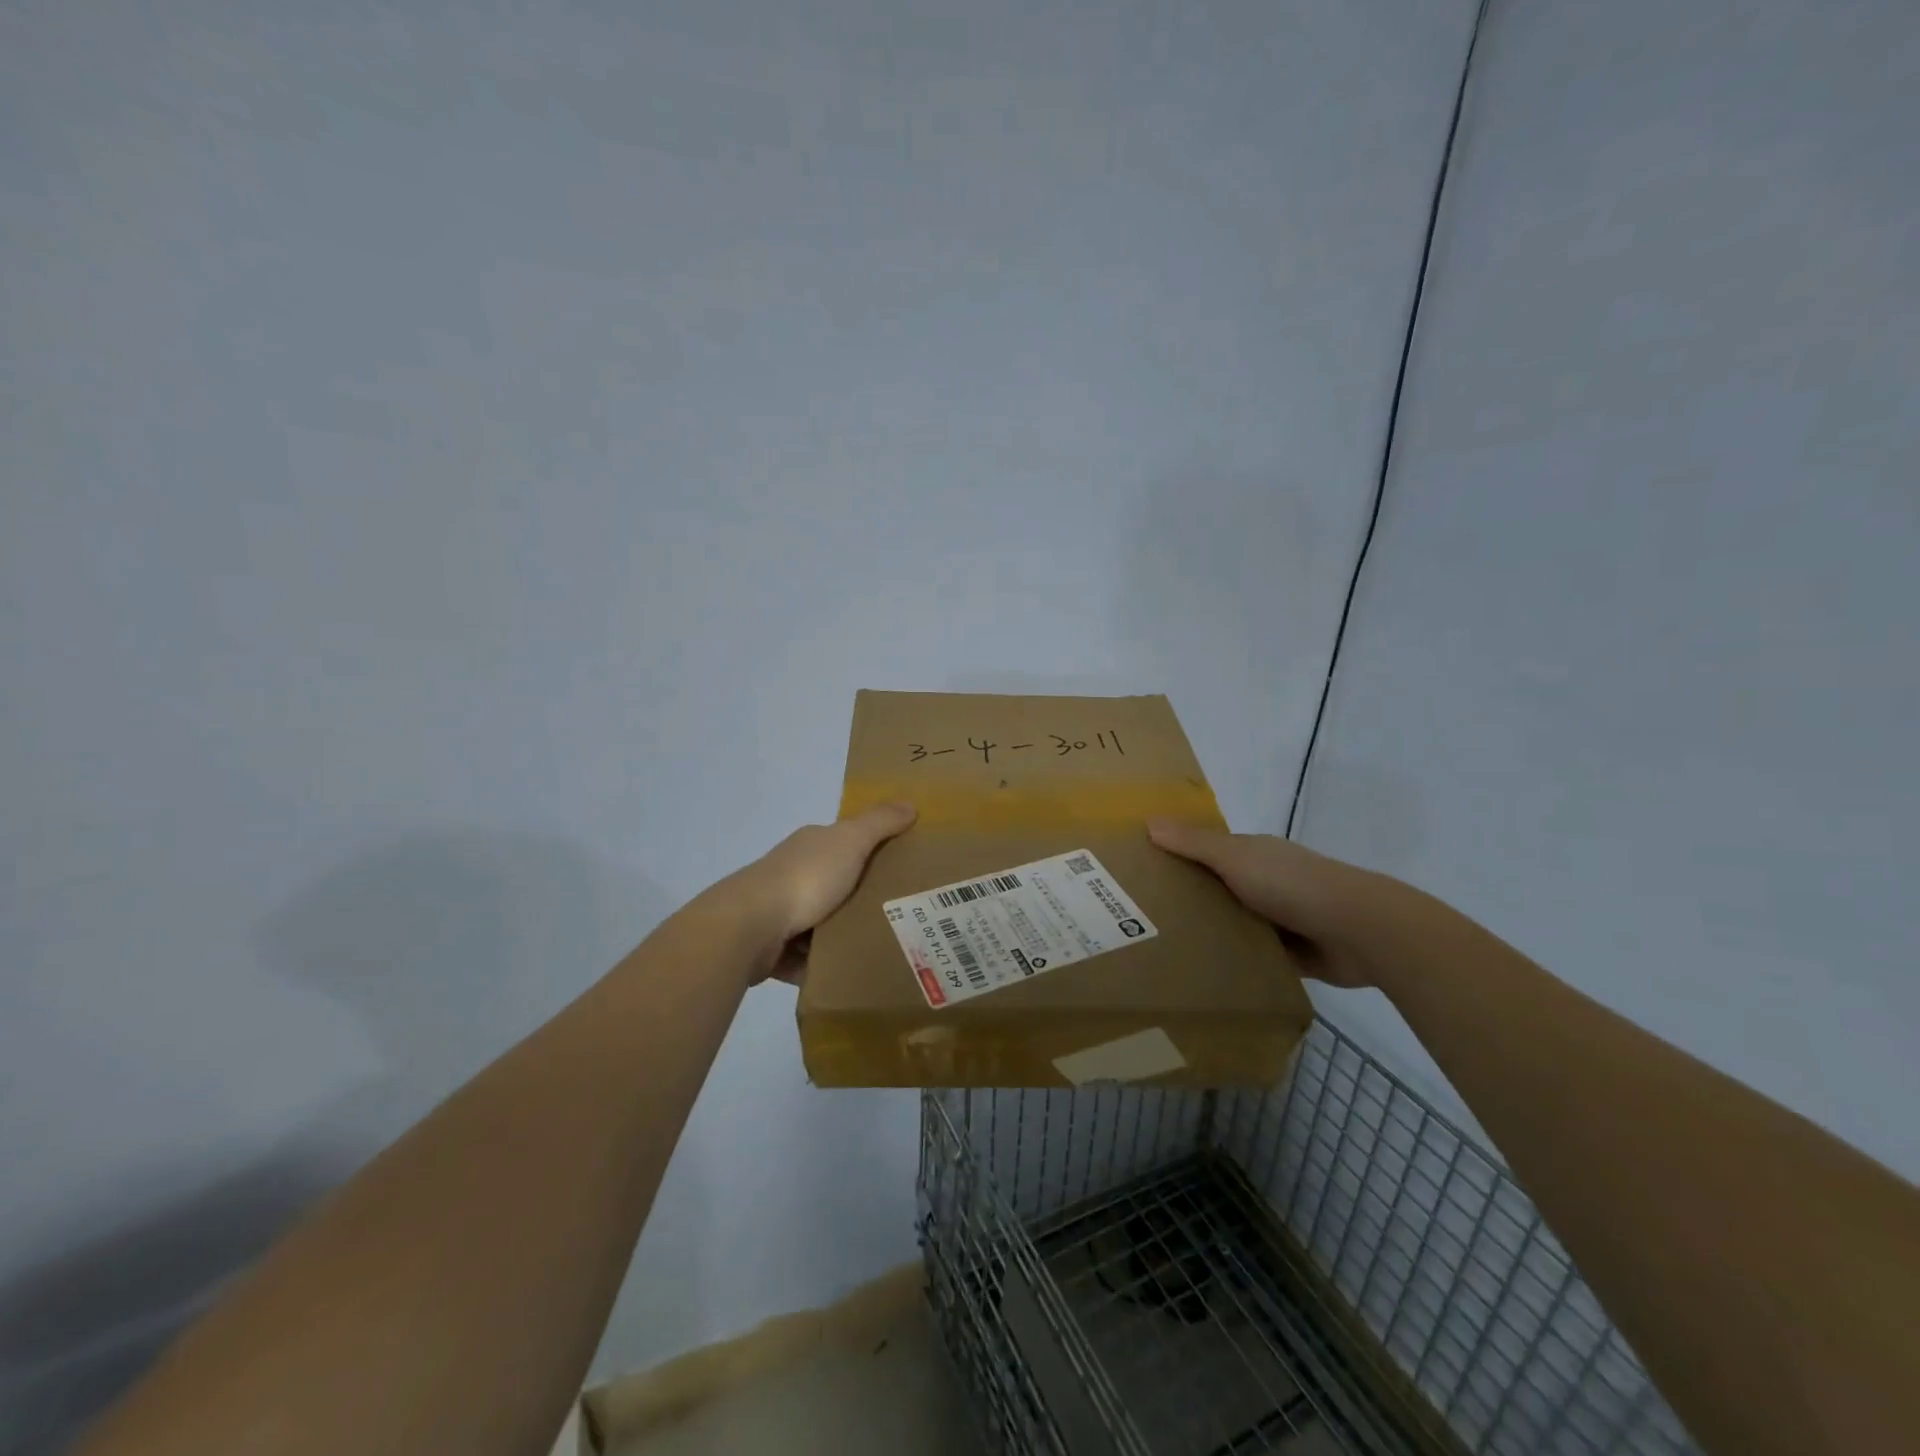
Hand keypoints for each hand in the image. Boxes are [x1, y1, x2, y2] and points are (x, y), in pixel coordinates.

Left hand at [725, 803, 917, 984]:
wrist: (750, 925)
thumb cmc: (806, 878)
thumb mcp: (851, 841)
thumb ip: (880, 823)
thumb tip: (910, 804)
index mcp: (810, 845)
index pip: (843, 843)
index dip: (869, 852)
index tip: (899, 871)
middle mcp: (791, 873)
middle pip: (833, 884)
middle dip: (858, 899)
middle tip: (896, 915)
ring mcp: (777, 910)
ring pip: (818, 923)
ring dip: (839, 935)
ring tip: (875, 947)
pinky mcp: (770, 946)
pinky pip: (802, 957)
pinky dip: (819, 965)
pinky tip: (843, 971)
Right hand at [1147, 819, 1403, 989]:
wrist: (1358, 931)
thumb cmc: (1291, 884)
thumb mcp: (1235, 857)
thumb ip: (1194, 843)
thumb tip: (1149, 821)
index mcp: (1253, 855)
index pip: (1207, 852)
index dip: (1176, 858)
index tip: (1141, 873)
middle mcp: (1265, 882)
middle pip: (1217, 890)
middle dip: (1188, 900)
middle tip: (1139, 920)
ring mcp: (1280, 919)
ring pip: (1234, 925)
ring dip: (1210, 935)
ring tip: (1163, 951)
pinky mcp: (1291, 955)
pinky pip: (1252, 958)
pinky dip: (1234, 964)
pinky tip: (1202, 976)